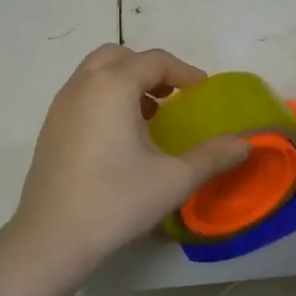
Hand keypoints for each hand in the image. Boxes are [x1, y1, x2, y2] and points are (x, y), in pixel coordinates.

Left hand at [5, 45, 249, 277]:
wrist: (51, 238)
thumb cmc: (116, 201)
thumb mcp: (174, 179)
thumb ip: (213, 156)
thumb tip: (246, 144)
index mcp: (112, 86)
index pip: (154, 60)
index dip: (183, 71)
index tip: (202, 90)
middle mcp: (83, 85)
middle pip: (119, 56)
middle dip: (149, 69)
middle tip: (172, 95)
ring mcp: (60, 105)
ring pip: (96, 73)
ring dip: (125, 81)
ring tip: (149, 116)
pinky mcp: (49, 127)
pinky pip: (82, 93)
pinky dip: (105, 97)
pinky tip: (120, 137)